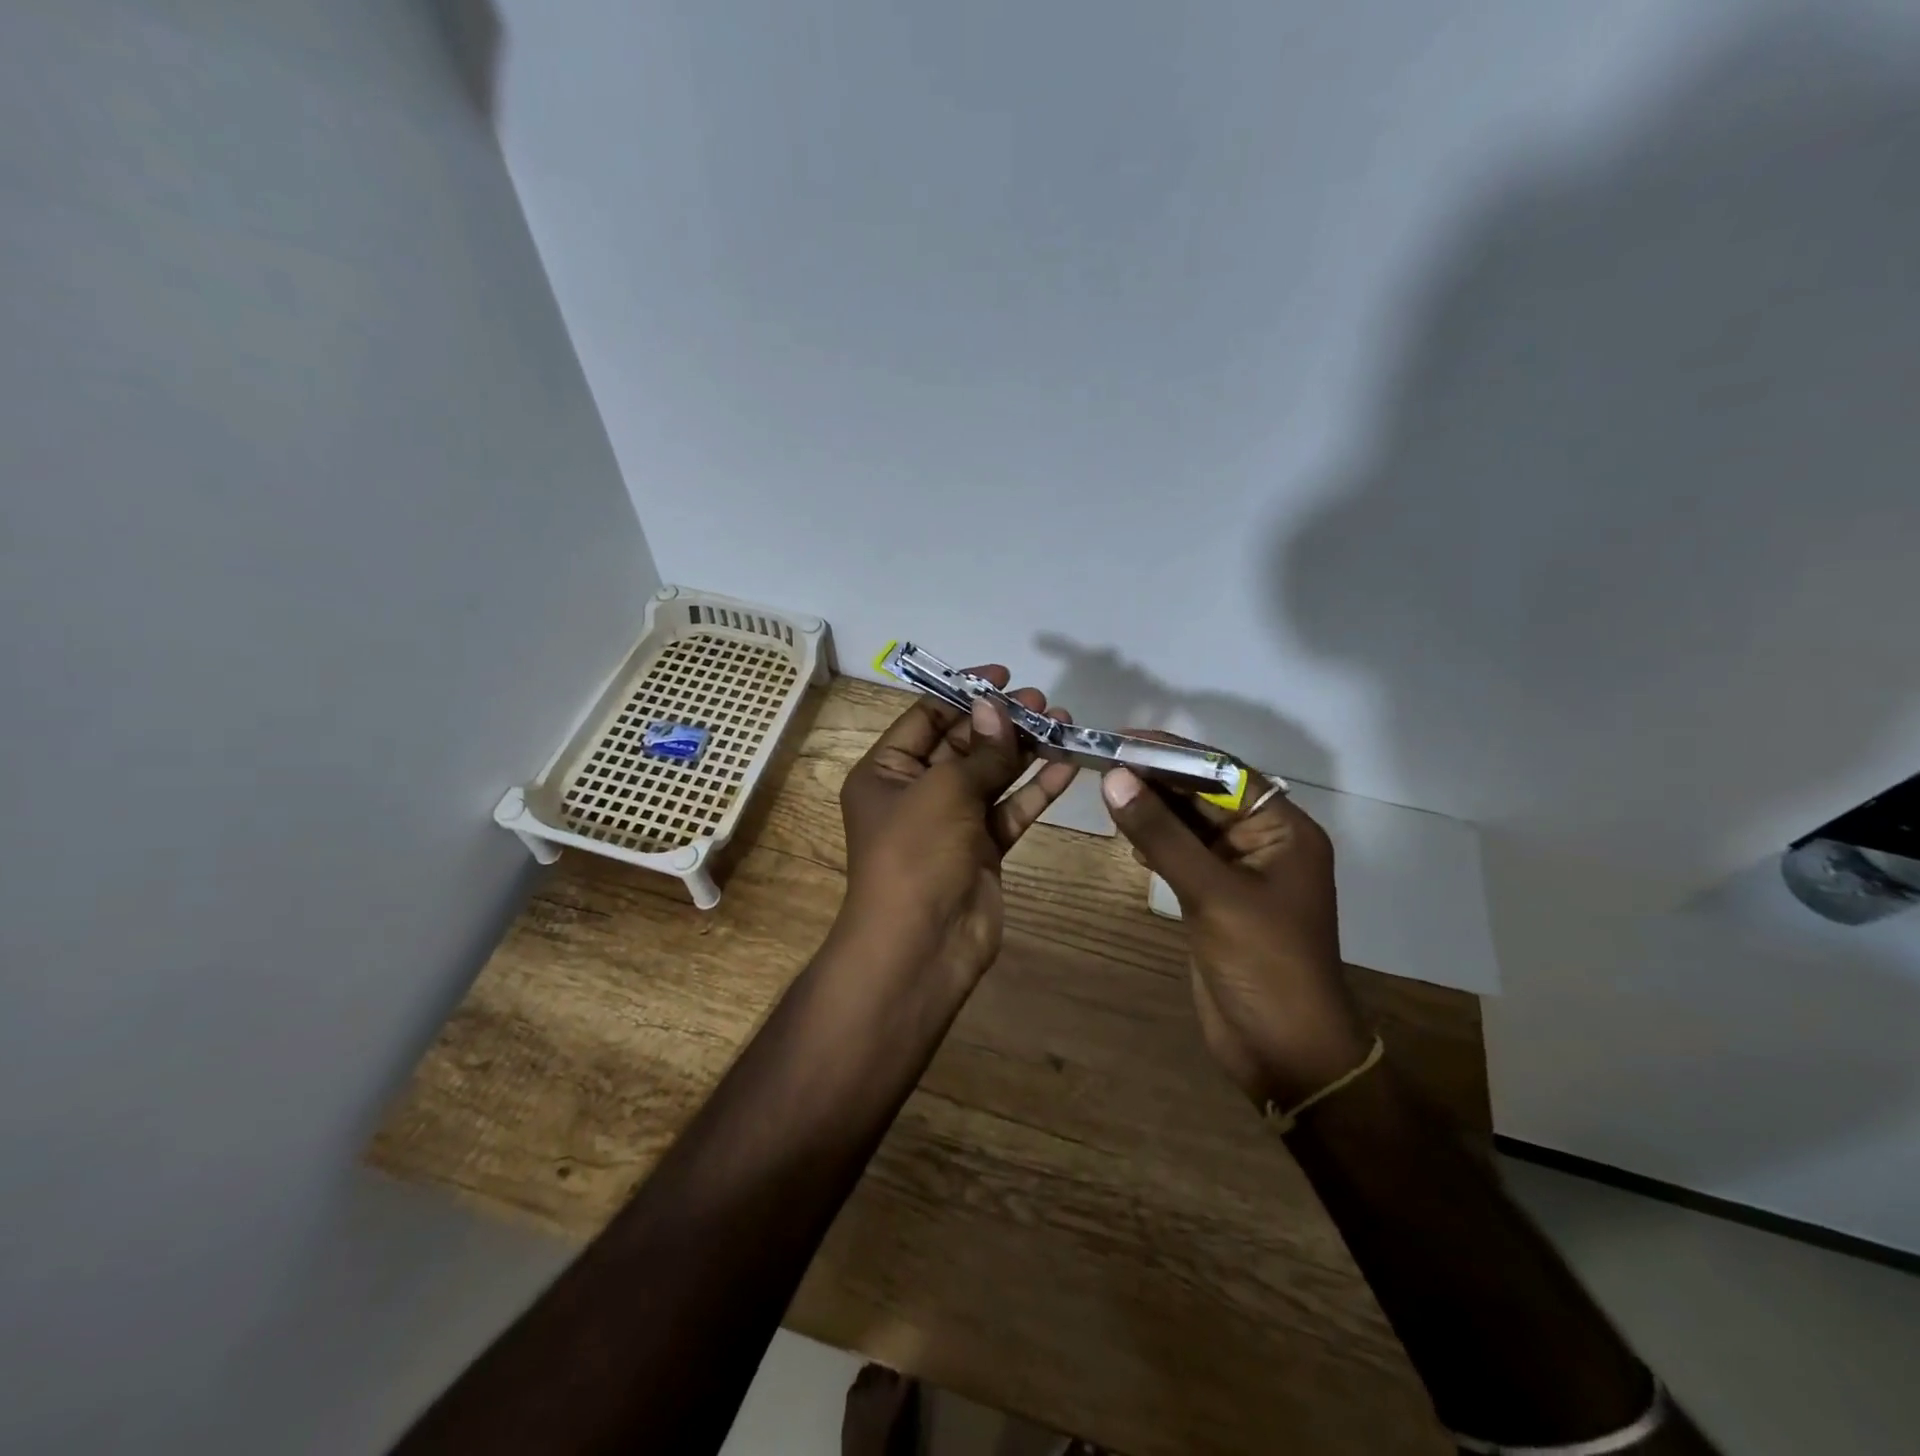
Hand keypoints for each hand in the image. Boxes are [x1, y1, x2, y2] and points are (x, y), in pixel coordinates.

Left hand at [838, 666, 1078, 985]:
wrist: (922, 946)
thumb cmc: (916, 855)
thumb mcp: (944, 791)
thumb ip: (979, 750)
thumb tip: (996, 707)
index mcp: (886, 772)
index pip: (925, 718)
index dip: (963, 693)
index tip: (1003, 676)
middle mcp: (916, 793)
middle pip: (962, 744)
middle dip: (1001, 721)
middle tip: (1043, 700)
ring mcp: (951, 823)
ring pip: (991, 775)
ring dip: (1024, 750)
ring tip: (1063, 721)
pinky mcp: (982, 849)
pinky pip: (1009, 810)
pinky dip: (1035, 789)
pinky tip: (1066, 765)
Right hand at [1099, 748, 1372, 1108]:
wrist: (1285, 1052)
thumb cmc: (1264, 965)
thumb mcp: (1212, 893)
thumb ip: (1162, 835)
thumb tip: (1116, 778)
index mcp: (1282, 829)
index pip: (1223, 772)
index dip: (1174, 752)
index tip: (1124, 736)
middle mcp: (1262, 842)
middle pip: (1204, 795)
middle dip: (1157, 778)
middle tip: (1102, 760)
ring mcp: (1237, 872)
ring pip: (1188, 825)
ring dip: (1151, 808)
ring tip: (1105, 788)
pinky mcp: (1215, 899)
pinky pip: (1180, 856)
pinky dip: (1153, 842)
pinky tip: (1126, 834)